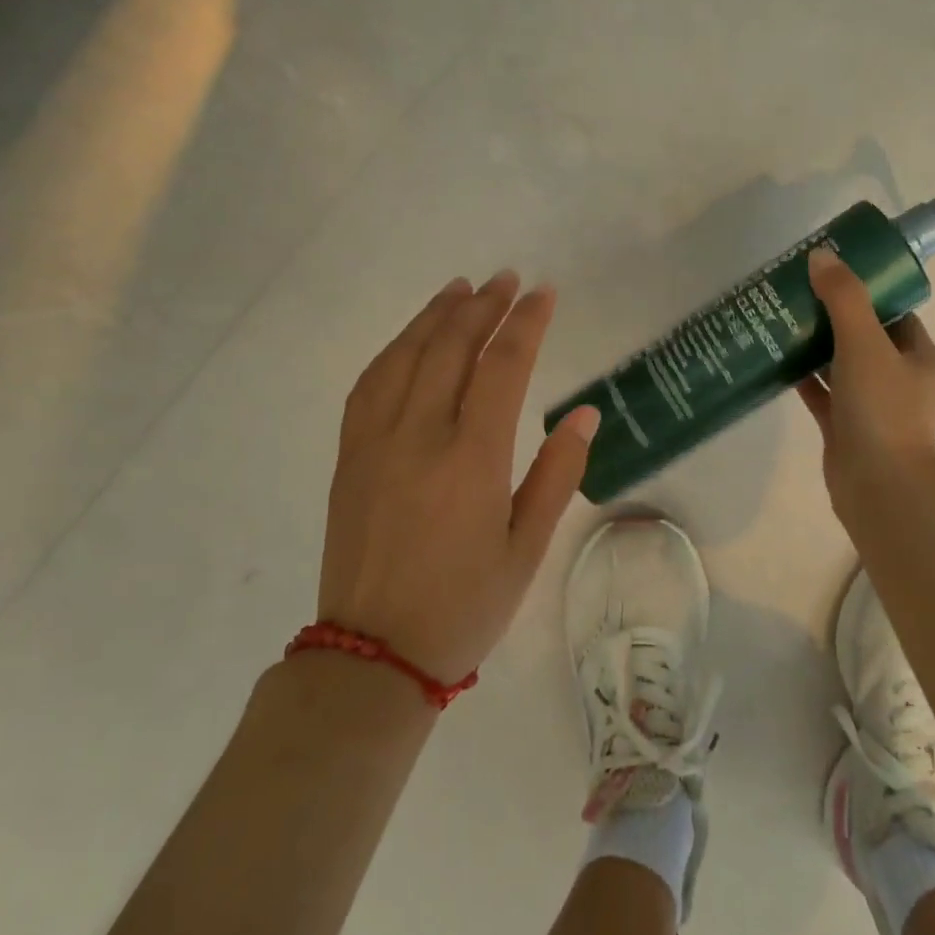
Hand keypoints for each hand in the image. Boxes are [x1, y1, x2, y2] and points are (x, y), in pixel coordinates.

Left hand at [317, 271, 600, 684]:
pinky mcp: (350, 456)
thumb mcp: (527, 549)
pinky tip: (410, 339)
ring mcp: (376, 442)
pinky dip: (395, 349)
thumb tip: (585, 414)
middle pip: (451, 347)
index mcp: (472, 458)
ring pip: (405, 356)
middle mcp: (420, 435)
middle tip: (506, 279)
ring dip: (435, 316)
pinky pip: (370, 384)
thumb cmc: (465, 606)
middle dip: (482, 306)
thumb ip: (557, 475)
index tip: (544, 293)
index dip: (526, 323)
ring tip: (460, 288)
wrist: (373, 654)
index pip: (503, 367)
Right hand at [796, 246, 934, 511]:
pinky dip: (804, 378)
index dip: (869, 293)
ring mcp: (873, 407)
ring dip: (816, 346)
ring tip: (782, 319)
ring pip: (842, 367)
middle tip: (800, 294)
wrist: (877, 486)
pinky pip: (823, 395)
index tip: (835, 276)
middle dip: (835, 317)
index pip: (897, 315)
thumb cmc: (882, 410)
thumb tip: (822, 256)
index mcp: (922, 359)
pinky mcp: (845, 428)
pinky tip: (776, 359)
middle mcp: (901, 381)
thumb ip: (844, 298)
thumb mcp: (865, 344)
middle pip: (866, 338)